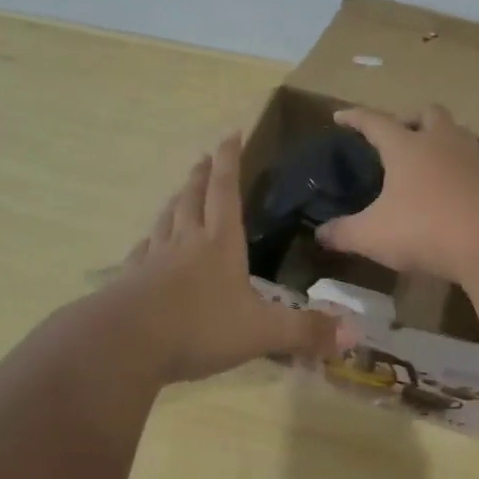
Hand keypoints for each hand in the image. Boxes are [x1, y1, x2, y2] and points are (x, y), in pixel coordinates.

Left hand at [109, 134, 352, 381]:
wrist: (124, 344)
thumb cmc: (199, 328)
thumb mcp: (261, 331)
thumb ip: (305, 331)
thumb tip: (354, 332)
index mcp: (219, 244)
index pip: (226, 191)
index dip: (229, 161)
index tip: (230, 134)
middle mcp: (185, 242)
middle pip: (193, 198)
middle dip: (201, 176)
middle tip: (203, 158)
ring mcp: (153, 260)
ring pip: (165, 220)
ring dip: (175, 202)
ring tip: (180, 193)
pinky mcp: (129, 281)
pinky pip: (141, 252)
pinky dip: (148, 242)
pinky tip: (146, 246)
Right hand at [313, 105, 478, 280]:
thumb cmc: (426, 229)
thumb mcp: (374, 236)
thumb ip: (344, 233)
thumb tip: (320, 234)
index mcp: (407, 147)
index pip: (375, 122)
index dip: (355, 117)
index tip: (341, 116)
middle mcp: (442, 144)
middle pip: (428, 113)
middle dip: (411, 118)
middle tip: (399, 135)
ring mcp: (475, 160)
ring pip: (458, 134)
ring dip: (442, 140)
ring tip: (429, 161)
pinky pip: (475, 166)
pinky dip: (461, 172)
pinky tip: (454, 195)